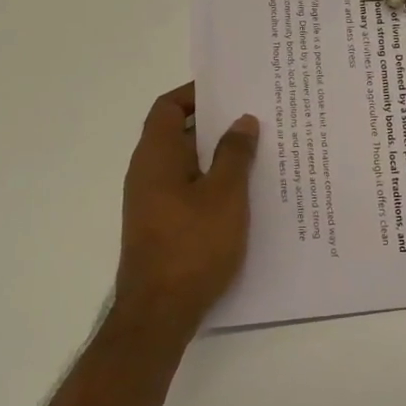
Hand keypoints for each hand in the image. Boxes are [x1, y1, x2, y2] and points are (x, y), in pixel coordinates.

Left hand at [114, 83, 259, 334]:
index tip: (230, 91)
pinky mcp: (161, 225)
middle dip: (214, 123)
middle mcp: (147, 172)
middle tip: (254, 118)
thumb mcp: (225, 195)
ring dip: (216, 155)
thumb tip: (242, 120)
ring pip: (185, 163)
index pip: (168, 107)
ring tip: (257, 152)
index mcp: (157, 155)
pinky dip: (211, 181)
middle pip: (178, 132)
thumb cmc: (193, 246)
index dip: (195, 93)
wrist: (159, 314)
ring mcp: (151, 201)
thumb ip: (235, 154)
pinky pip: (187, 188)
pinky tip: (243, 193)